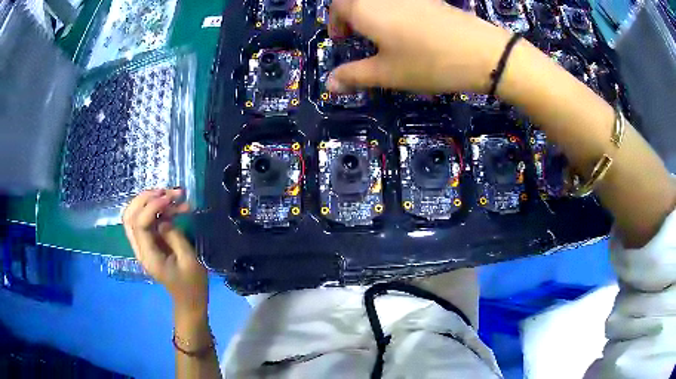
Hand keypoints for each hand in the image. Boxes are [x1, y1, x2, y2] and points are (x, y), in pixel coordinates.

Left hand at [123, 189, 207, 316]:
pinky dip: (159, 209)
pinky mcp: (151, 242)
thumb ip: (175, 237)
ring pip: (136, 215)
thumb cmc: (192, 284)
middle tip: (167, 192)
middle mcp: (141, 248)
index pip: (138, 224)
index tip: (170, 198)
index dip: (151, 207)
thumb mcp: (189, 261)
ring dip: (152, 200)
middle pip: (130, 216)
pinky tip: (176, 206)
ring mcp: (144, 244)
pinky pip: (148, 219)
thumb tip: (164, 218)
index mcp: (148, 256)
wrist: (190, 300)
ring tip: (175, 195)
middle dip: (145, 198)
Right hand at [327, 0, 510, 94]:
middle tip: (357, 36)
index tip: (342, 40)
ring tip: (381, 34)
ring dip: (371, 12)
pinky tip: (406, 28)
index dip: (335, 22)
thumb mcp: (387, 74)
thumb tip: (328, 85)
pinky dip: (392, 11)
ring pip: (379, 1)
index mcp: (365, 8)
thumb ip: (354, 75)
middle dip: (350, 15)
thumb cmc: (428, 63)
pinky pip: (400, 2)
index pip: (337, 7)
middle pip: (357, 0)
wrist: (482, 53)